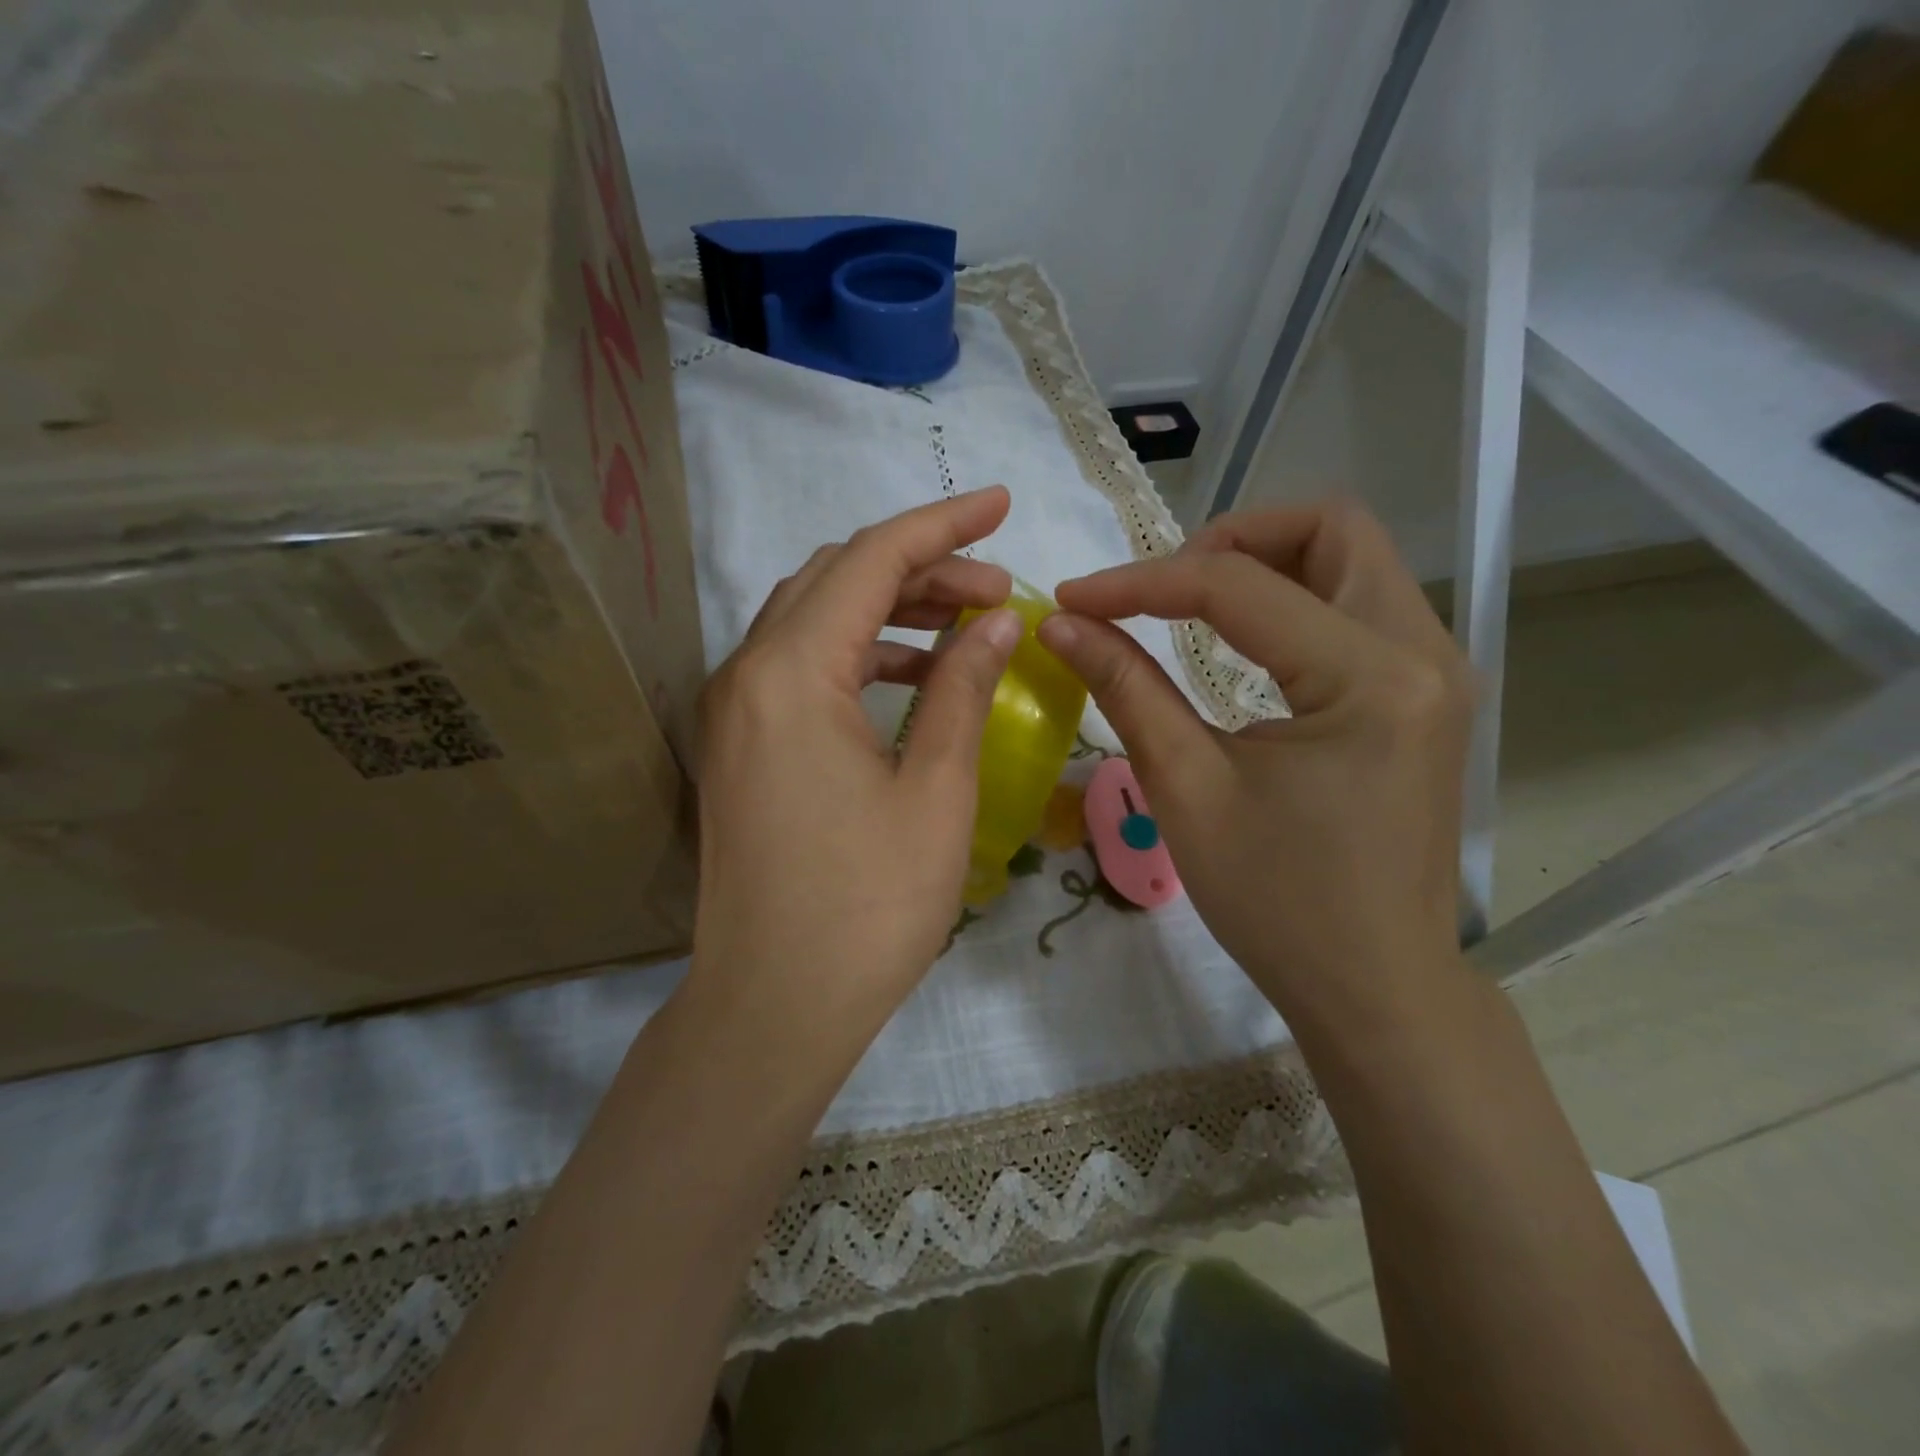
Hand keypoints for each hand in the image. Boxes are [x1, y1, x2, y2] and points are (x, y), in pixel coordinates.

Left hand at [689, 487, 1019, 1052]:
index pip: (871, 560)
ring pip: (814, 620)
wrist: (773, 1007)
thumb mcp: (934, 791)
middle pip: (835, 579)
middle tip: (996, 587)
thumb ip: (961, 688)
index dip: (942, 525)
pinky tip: (911, 675)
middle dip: (919, 567)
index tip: (1002, 503)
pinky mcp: (739, 746)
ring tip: (965, 624)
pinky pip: (799, 668)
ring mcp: (733, 711)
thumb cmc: (867, 907)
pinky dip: (858, 654)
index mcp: (791, 673)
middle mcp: (745, 674)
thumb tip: (994, 620)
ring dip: (888, 608)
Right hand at [1036, 500, 1471, 1035]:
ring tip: (1193, 608)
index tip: (1073, 598)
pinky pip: (1361, 607)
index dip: (1141, 582)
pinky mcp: (1426, 695)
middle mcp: (1422, 652)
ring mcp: (1435, 671)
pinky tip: (1246, 645)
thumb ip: (1125, 689)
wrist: (1374, 985)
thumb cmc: (1277, 902)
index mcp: (1369, 678)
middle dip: (1232, 538)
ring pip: (1353, 560)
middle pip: (1331, 529)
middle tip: (1162, 588)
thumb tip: (1062, 624)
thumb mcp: (1187, 790)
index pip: (1238, 586)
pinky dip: (1295, 601)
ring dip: (1267, 564)